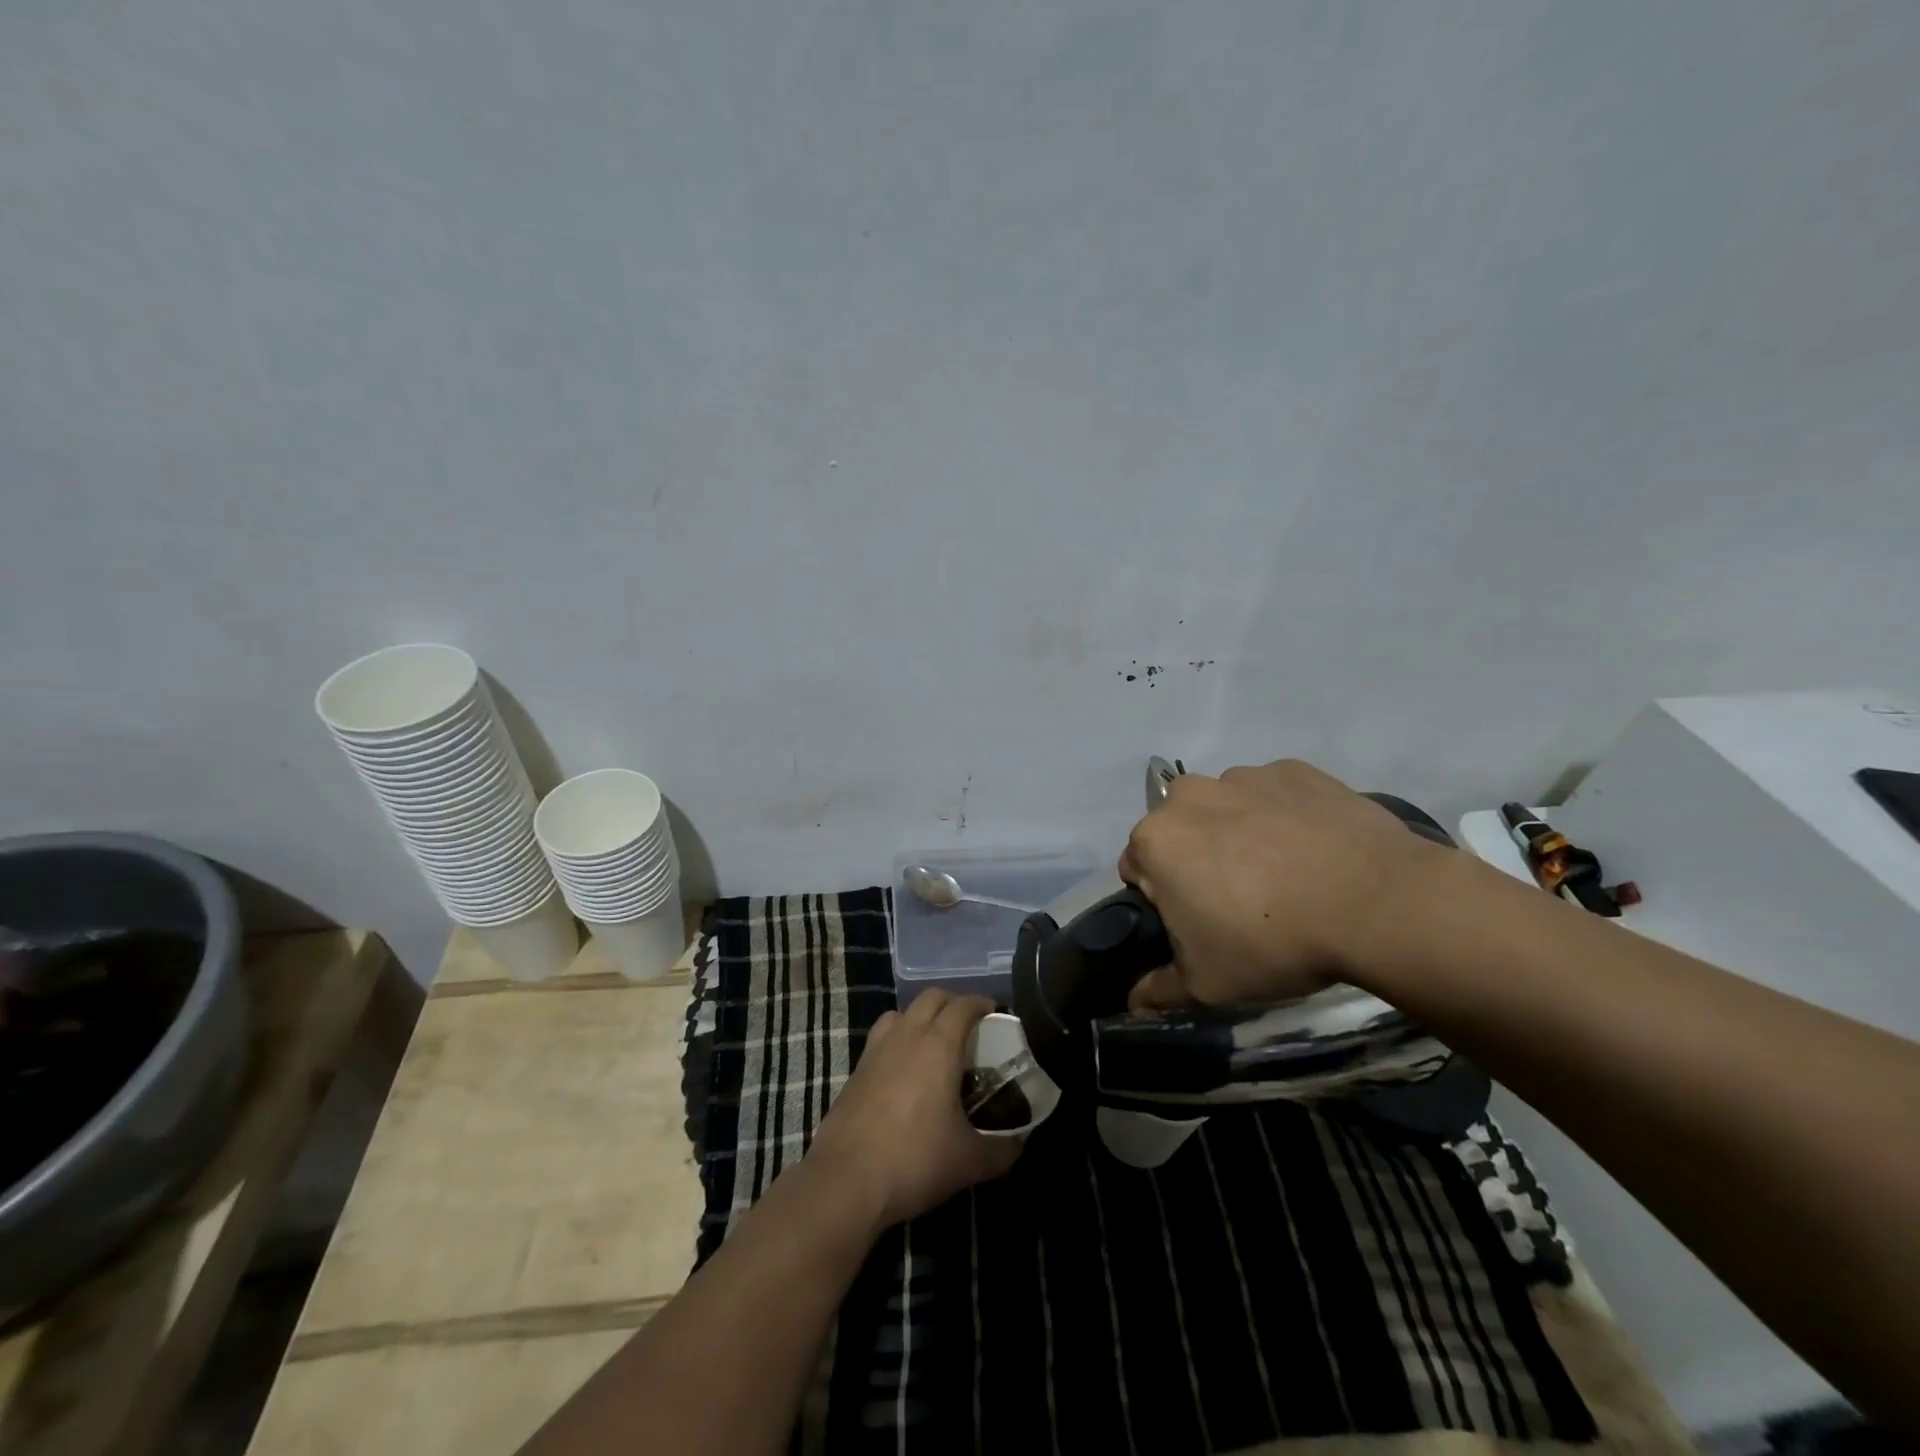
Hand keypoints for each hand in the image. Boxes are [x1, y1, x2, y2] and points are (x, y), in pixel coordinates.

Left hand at [804, 990, 1022, 1228]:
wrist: (845, 1181)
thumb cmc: (914, 1160)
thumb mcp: (969, 1161)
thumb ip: (1002, 1149)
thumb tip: (1021, 1142)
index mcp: (938, 1045)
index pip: (963, 1005)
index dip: (981, 1003)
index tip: (994, 1013)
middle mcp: (907, 1036)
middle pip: (931, 998)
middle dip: (953, 1002)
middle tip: (969, 1024)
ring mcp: (876, 1049)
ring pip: (901, 1013)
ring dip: (921, 1016)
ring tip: (935, 1042)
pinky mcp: (856, 1070)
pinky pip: (882, 1037)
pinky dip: (898, 1039)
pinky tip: (904, 1070)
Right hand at [1121, 759, 1450, 1008]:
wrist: (1377, 903)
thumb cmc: (1273, 943)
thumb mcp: (1207, 985)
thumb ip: (1158, 991)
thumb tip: (1133, 1002)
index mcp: (1155, 840)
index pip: (1137, 869)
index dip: (1163, 899)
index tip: (1197, 922)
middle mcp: (1189, 795)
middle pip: (1179, 830)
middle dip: (1196, 858)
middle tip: (1239, 900)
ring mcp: (1244, 776)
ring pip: (1225, 808)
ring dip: (1238, 833)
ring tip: (1284, 874)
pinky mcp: (1294, 770)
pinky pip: (1273, 794)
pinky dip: (1282, 816)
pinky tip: (1314, 850)